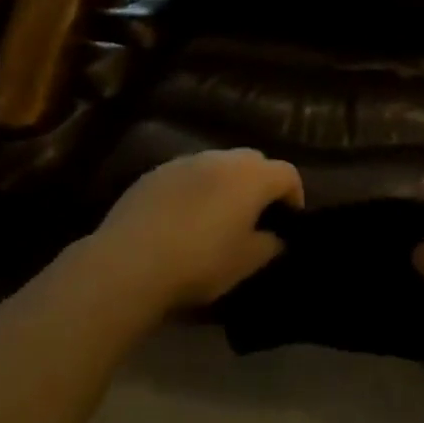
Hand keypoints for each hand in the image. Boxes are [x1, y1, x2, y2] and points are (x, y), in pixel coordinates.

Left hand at [85, 149, 303, 312]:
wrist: (129, 263)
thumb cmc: (200, 262)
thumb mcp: (247, 262)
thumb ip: (270, 244)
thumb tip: (275, 236)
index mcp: (251, 177)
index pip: (287, 174)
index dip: (294, 196)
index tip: (287, 222)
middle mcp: (220, 159)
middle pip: (253, 161)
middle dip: (260, 184)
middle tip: (255, 216)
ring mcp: (183, 162)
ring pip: (217, 165)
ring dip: (225, 184)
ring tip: (217, 217)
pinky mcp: (153, 173)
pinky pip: (186, 175)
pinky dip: (194, 189)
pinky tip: (182, 219)